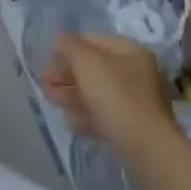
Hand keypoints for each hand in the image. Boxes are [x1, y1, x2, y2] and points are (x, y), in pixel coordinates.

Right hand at [40, 33, 179, 157]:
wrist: (146, 149)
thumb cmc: (115, 96)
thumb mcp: (86, 62)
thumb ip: (69, 46)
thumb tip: (59, 39)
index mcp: (131, 53)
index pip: (93, 41)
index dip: (68, 47)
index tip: (48, 58)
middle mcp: (136, 75)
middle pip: (93, 69)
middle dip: (66, 74)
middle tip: (44, 81)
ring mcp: (135, 104)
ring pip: (96, 94)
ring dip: (70, 94)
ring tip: (49, 98)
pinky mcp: (131, 129)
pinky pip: (103, 116)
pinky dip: (85, 116)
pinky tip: (69, 121)